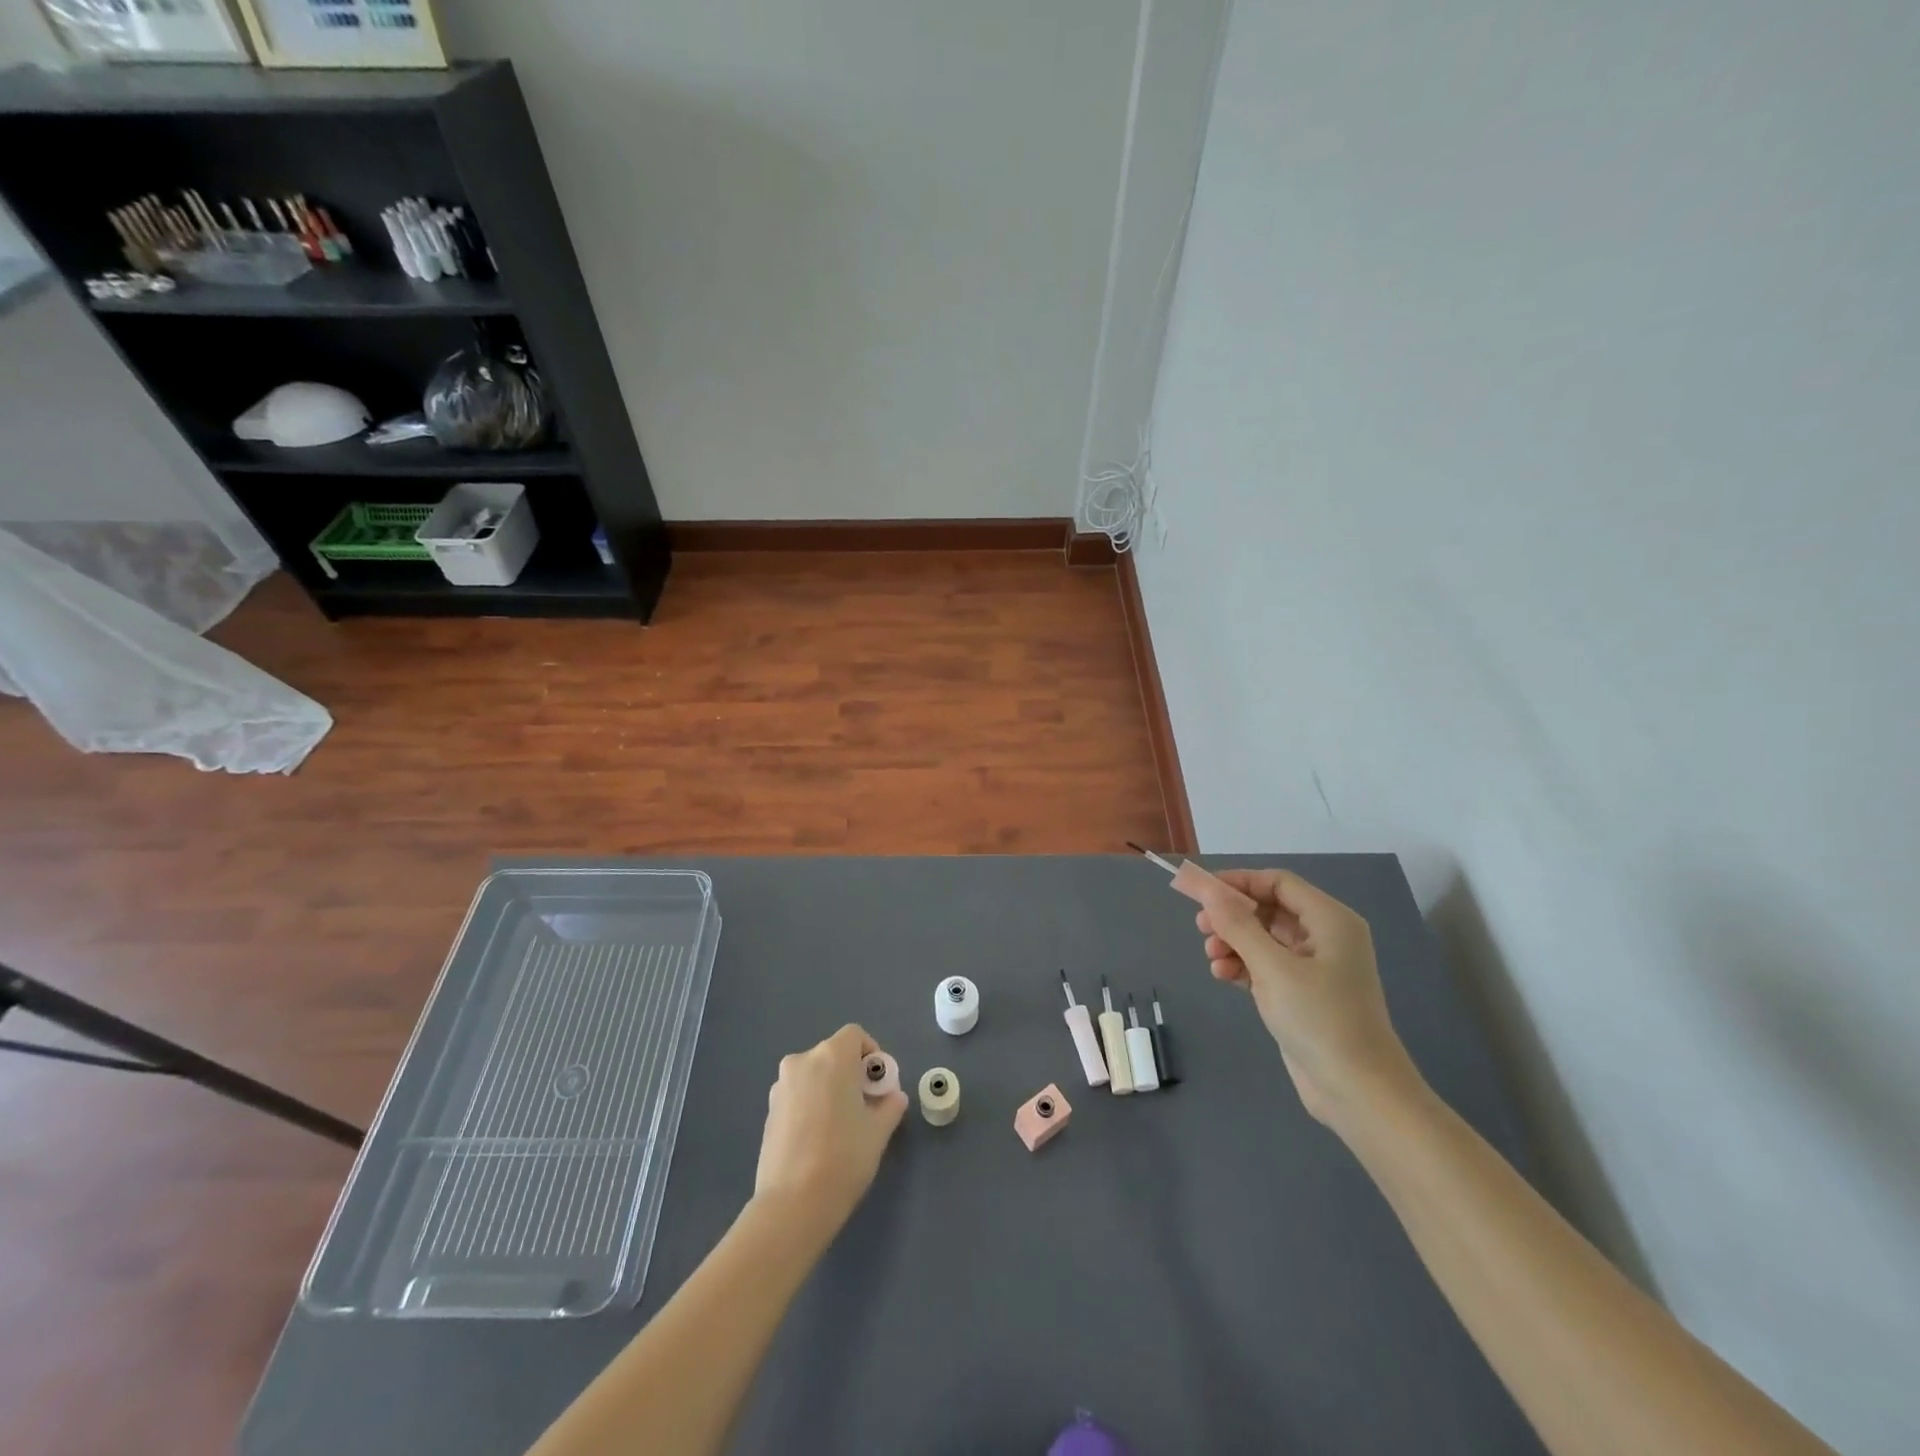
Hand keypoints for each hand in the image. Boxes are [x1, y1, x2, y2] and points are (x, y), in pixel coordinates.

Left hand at [753, 1024, 906, 1239]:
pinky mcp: (769, 1112)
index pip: (854, 1036)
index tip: (878, 1085)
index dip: (871, 1054)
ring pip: (813, 1076)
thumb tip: (893, 1097)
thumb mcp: (878, 1131)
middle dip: (851, 1073)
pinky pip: (798, 1096)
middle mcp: (802, 1062)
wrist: (792, 1204)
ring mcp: (780, 1087)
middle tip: (864, 1107)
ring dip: (829, 1089)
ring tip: (840, 1127)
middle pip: (833, 1055)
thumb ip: (890, 1105)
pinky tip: (818, 1140)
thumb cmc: (843, 1157)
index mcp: (831, 1057)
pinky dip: (811, 1105)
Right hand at [1193, 868, 1420, 1125]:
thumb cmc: (1320, 1020)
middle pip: (1269, 909)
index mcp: (1330, 920)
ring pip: (1263, 938)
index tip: (1201, 891)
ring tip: (1211, 958)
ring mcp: (1314, 967)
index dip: (1239, 882)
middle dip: (1232, 916)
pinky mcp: (1302, 994)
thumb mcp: (1273, 967)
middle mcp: (1325, 937)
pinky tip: (1222, 975)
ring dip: (1233, 942)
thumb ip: (1237, 925)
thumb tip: (1208, 889)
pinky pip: (1265, 965)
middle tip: (1201, 928)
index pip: (1278, 882)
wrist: (1358, 1092)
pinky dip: (1242, 965)